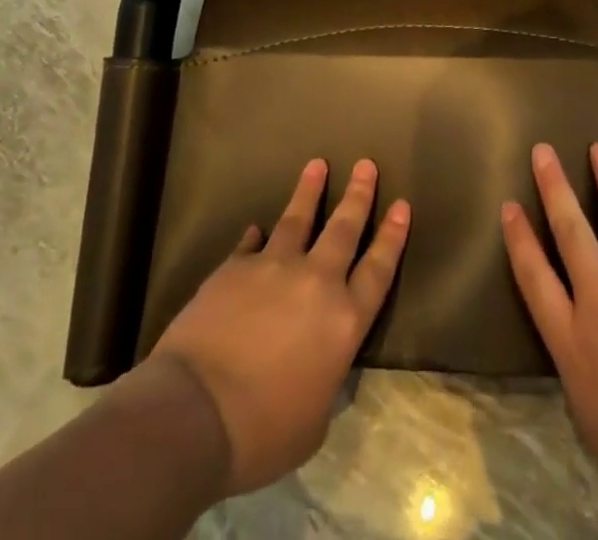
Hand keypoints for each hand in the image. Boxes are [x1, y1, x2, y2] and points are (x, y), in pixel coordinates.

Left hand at [136, 158, 409, 495]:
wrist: (195, 412)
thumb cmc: (262, 432)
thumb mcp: (312, 422)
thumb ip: (324, 381)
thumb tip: (321, 368)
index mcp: (344, 321)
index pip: (378, 269)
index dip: (392, 236)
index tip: (402, 205)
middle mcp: (317, 282)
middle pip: (344, 228)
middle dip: (358, 195)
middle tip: (366, 164)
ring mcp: (275, 268)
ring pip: (298, 219)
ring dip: (310, 191)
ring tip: (317, 165)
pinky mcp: (235, 268)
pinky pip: (251, 244)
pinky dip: (256, 236)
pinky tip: (257, 228)